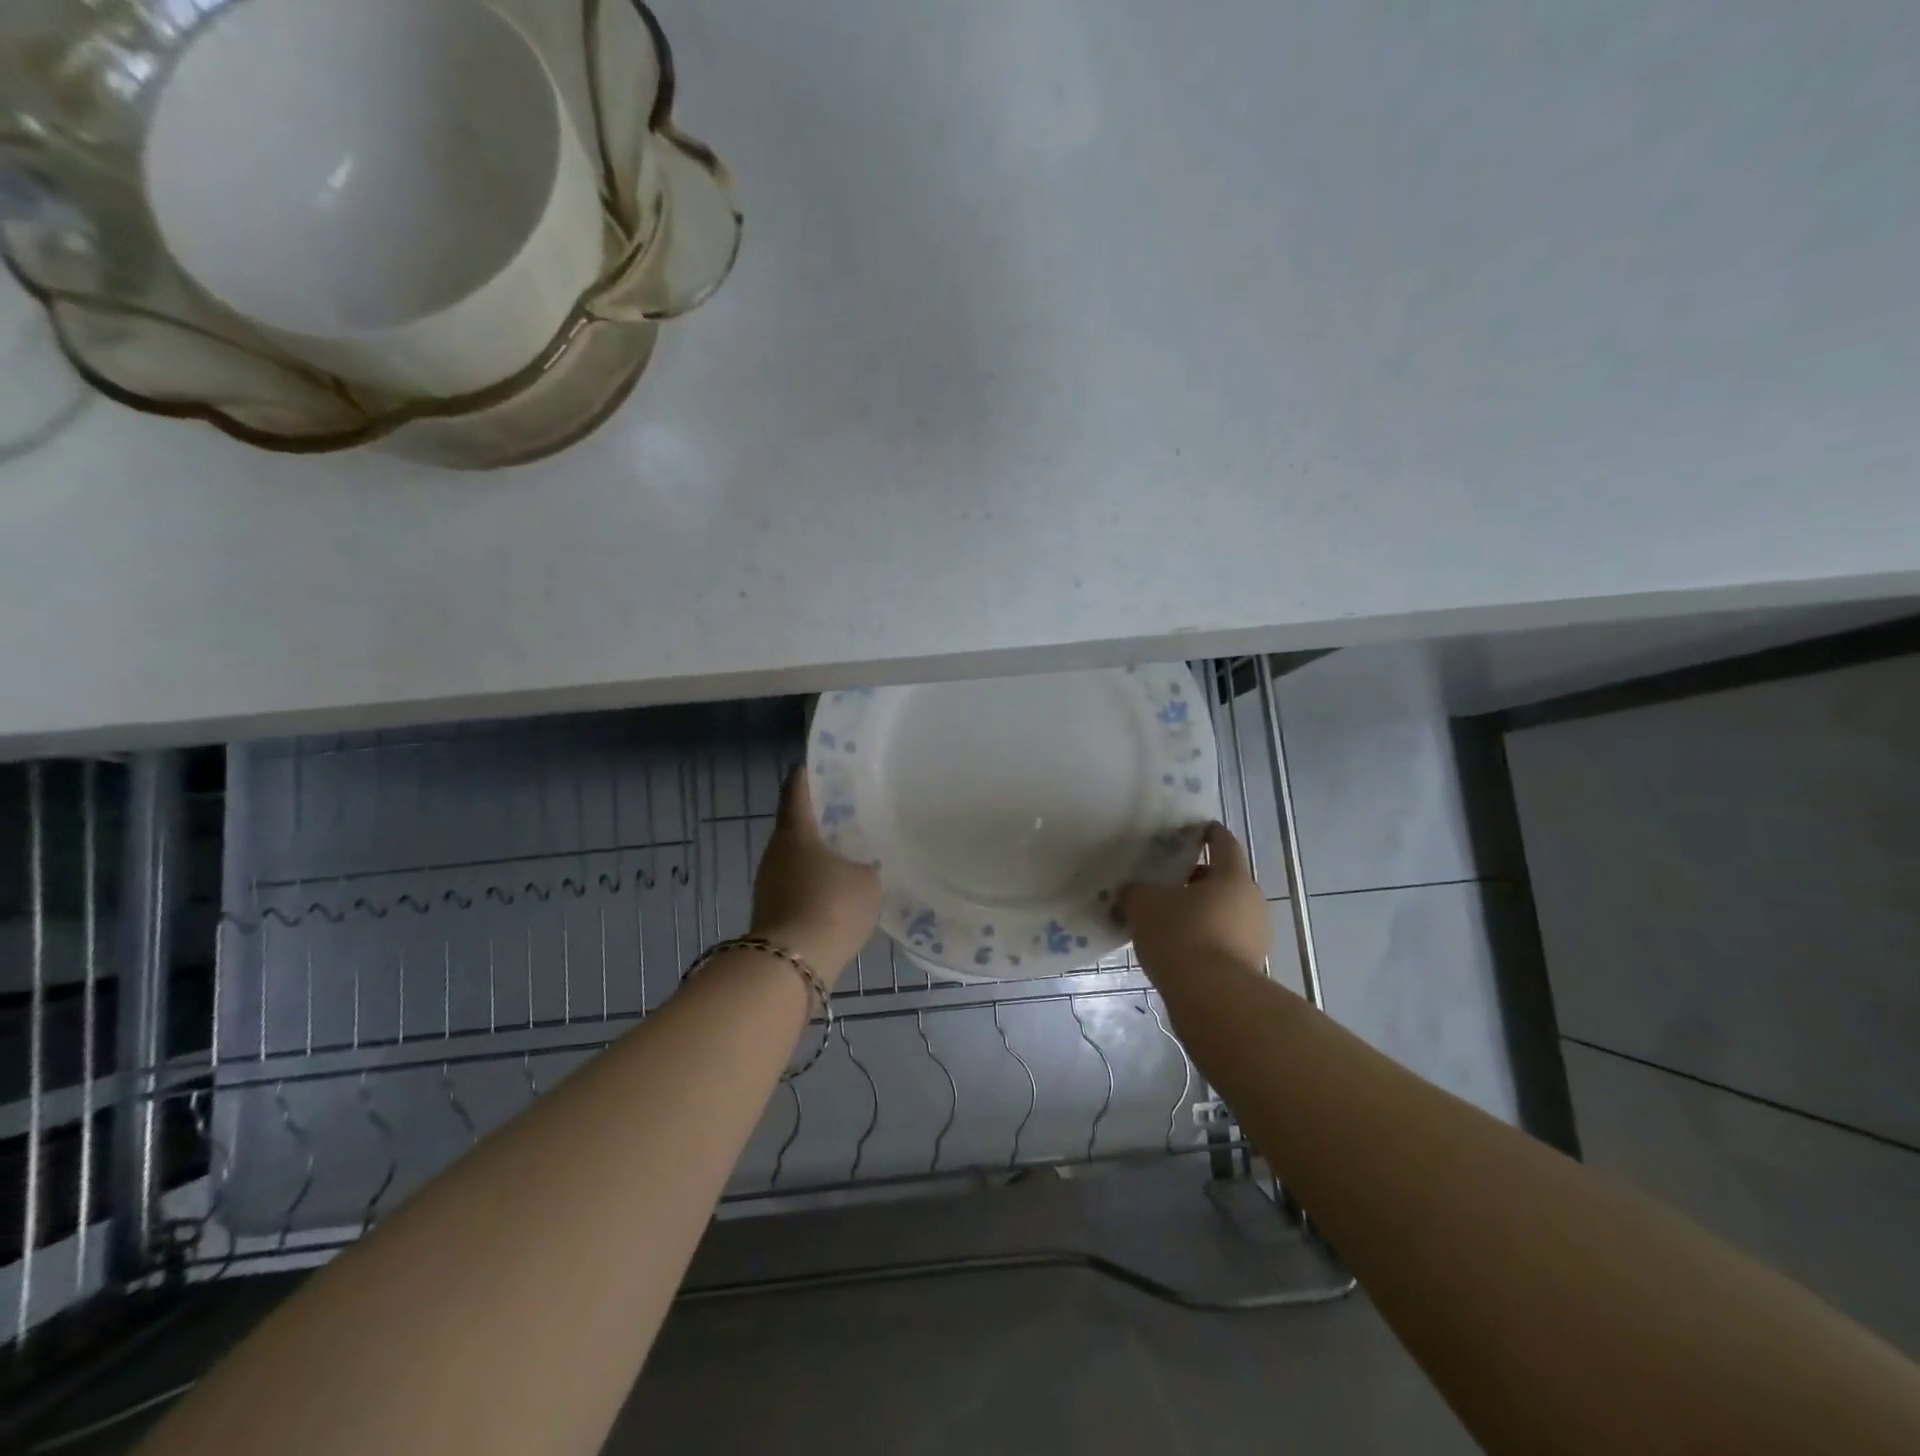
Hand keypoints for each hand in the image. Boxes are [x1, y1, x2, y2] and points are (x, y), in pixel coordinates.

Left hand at [751, 769, 882, 979]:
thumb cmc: (831, 905)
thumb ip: (867, 865)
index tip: (825, 763)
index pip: (796, 787)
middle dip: (820, 816)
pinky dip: (814, 880)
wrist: (791, 963)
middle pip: (796, 822)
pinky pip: (796, 883)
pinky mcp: (771, 908)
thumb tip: (866, 864)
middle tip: (851, 811)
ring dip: (818, 852)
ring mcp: (768, 881)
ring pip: (796, 855)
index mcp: (796, 830)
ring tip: (850, 851)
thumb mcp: (867, 881)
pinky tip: (838, 889)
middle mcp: (776, 849)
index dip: (809, 772)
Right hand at [1120, 822, 1270, 979]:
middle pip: (1223, 881)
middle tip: (1166, 883)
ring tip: (1166, 920)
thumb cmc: (1181, 936)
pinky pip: (1224, 940)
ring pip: (1224, 912)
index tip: (1195, 830)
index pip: (1223, 843)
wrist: (1214, 1000)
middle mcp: (1251, 901)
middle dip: (1195, 880)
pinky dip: (1204, 938)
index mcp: (1232, 876)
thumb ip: (1135, 891)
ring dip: (1200, 912)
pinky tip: (1177, 949)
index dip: (1208, 833)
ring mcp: (1256, 936)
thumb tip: (1132, 890)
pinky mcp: (1251, 966)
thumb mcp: (1144, 906)